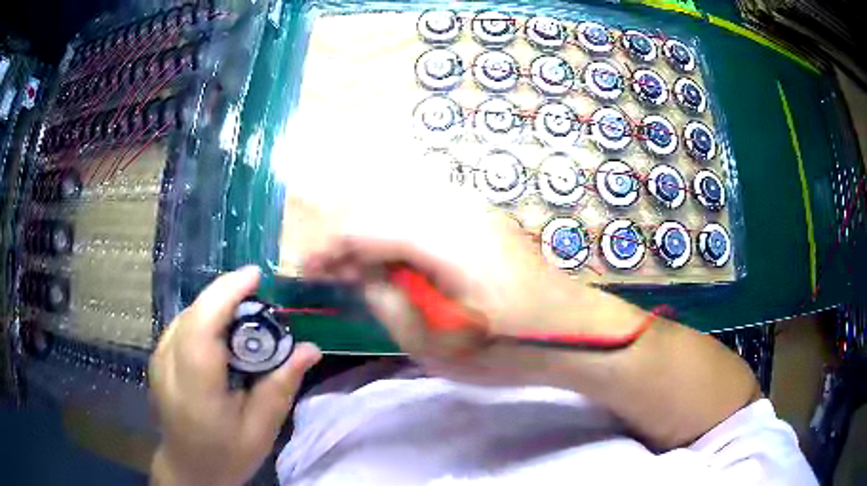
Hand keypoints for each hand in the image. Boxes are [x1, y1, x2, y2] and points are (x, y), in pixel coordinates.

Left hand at [149, 267, 321, 485]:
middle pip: (195, 313)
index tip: (256, 275)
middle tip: (261, 299)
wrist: (188, 468)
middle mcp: (169, 365)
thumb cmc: (226, 454)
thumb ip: (281, 386)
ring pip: (188, 314)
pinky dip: (205, 318)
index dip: (227, 293)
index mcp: (195, 388)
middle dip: (227, 295)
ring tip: (245, 314)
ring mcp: (159, 359)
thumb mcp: (261, 429)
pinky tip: (222, 333)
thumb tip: (310, 349)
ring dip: (216, 305)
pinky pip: (183, 324)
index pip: (203, 326)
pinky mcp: (158, 357)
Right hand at [303, 197, 642, 385]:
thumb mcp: (434, 342)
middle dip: (346, 238)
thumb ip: (387, 300)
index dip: (328, 247)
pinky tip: (396, 260)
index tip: (307, 272)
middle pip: (378, 205)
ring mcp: (472, 209)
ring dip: (371, 232)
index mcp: (441, 239)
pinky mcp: (481, 219)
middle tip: (333, 275)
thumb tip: (357, 272)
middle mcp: (454, 210)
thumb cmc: (507, 348)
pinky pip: (423, 212)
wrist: (573, 332)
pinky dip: (397, 231)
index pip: (364, 226)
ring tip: (360, 270)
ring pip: (399, 203)